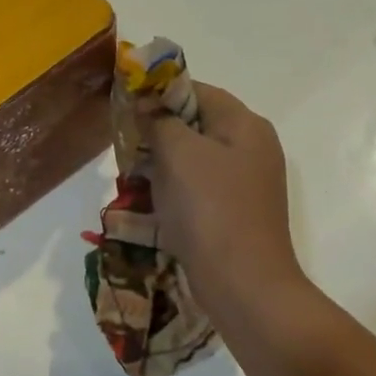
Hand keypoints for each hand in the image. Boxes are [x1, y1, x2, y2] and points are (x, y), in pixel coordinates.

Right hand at [144, 83, 303, 316]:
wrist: (243, 284)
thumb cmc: (210, 209)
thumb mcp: (178, 154)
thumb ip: (159, 120)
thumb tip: (145, 103)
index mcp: (244, 125)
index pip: (195, 90)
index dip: (158, 93)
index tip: (124, 106)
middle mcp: (250, 147)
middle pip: (194, 123)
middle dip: (155, 131)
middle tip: (125, 145)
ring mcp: (244, 181)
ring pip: (191, 156)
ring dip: (159, 162)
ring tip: (131, 176)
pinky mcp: (233, 209)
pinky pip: (196, 186)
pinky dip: (171, 188)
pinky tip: (148, 202)